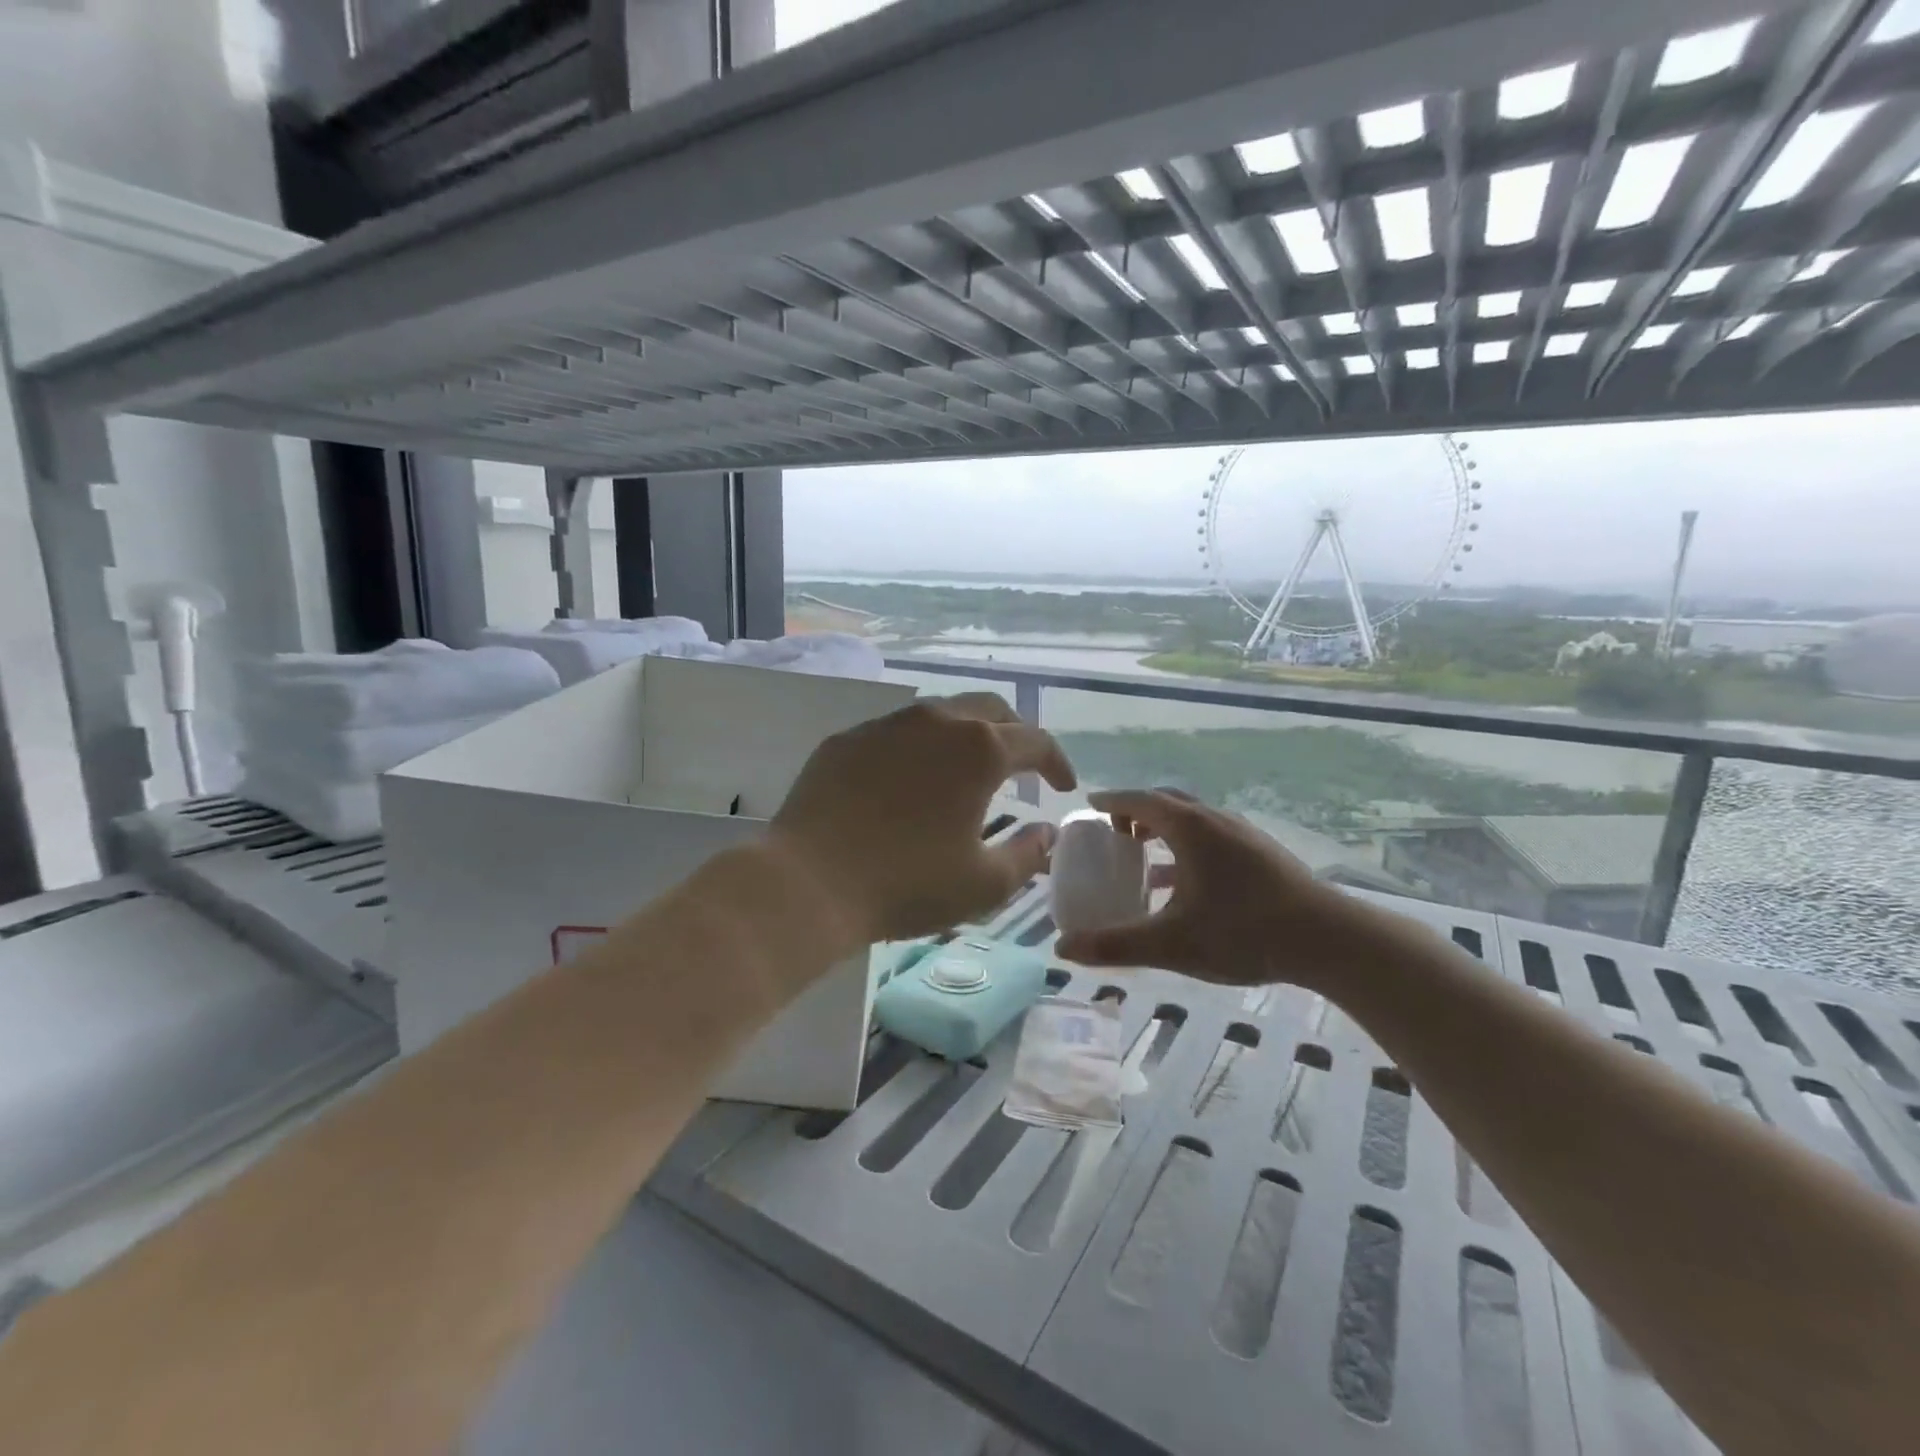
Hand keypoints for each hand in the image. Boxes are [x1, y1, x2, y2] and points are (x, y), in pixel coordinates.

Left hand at [771, 694, 1075, 943]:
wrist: (808, 881)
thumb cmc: (907, 884)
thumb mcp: (984, 883)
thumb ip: (1027, 853)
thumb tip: (1047, 831)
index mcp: (979, 749)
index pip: (1035, 741)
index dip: (1057, 763)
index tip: (1063, 787)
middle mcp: (936, 721)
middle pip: (991, 710)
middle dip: (1016, 734)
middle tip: (1023, 766)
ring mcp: (887, 724)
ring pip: (942, 714)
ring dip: (966, 735)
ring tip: (968, 769)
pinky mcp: (848, 739)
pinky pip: (897, 732)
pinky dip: (920, 747)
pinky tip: (911, 779)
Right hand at [1054, 789, 1364, 988]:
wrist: (1329, 940)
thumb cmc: (1243, 932)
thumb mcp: (1172, 942)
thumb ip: (1115, 944)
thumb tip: (1062, 949)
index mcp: (1189, 827)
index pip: (1139, 799)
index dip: (1111, 801)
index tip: (1089, 805)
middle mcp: (1215, 820)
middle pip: (1167, 802)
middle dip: (1136, 812)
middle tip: (1114, 833)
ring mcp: (1244, 835)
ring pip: (1193, 820)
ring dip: (1164, 830)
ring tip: (1145, 858)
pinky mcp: (1263, 854)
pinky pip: (1213, 838)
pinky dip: (1188, 848)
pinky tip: (1187, 884)